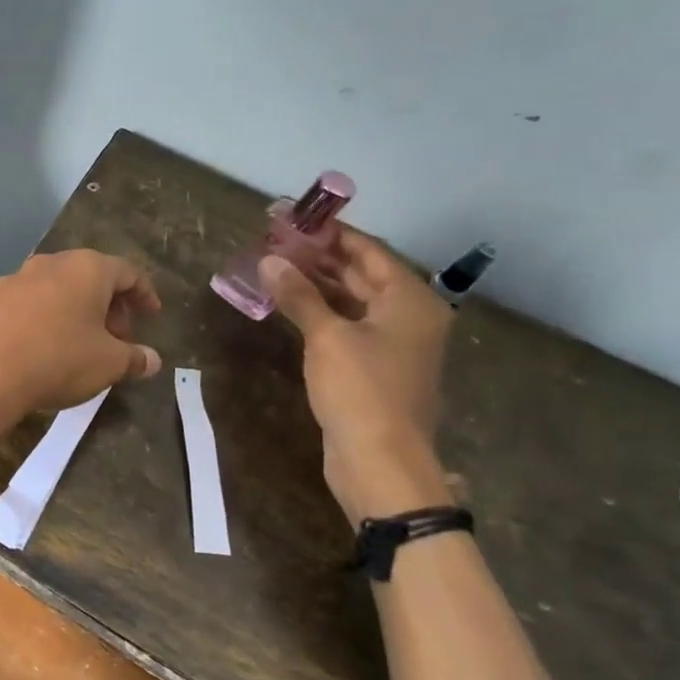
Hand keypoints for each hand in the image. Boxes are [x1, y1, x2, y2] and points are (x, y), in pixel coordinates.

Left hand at [0, 250, 162, 440]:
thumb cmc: (58, 359)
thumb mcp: (108, 364)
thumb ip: (134, 358)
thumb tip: (152, 360)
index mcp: (86, 268)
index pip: (127, 272)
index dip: (144, 294)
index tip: (152, 314)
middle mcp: (49, 264)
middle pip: (89, 278)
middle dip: (108, 307)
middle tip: (117, 340)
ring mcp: (13, 280)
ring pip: (55, 290)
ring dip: (74, 313)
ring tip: (80, 347)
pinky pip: (26, 306)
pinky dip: (42, 321)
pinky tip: (41, 350)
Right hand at [261, 229, 454, 525]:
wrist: (380, 461)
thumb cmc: (361, 390)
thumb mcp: (327, 336)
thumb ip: (299, 295)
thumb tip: (270, 260)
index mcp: (410, 300)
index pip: (368, 250)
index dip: (330, 233)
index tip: (292, 219)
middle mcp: (408, 316)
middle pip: (361, 274)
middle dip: (319, 258)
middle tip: (275, 243)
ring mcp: (393, 344)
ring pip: (352, 301)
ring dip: (316, 285)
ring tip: (274, 268)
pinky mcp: (375, 368)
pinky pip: (347, 327)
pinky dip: (320, 313)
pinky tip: (289, 307)